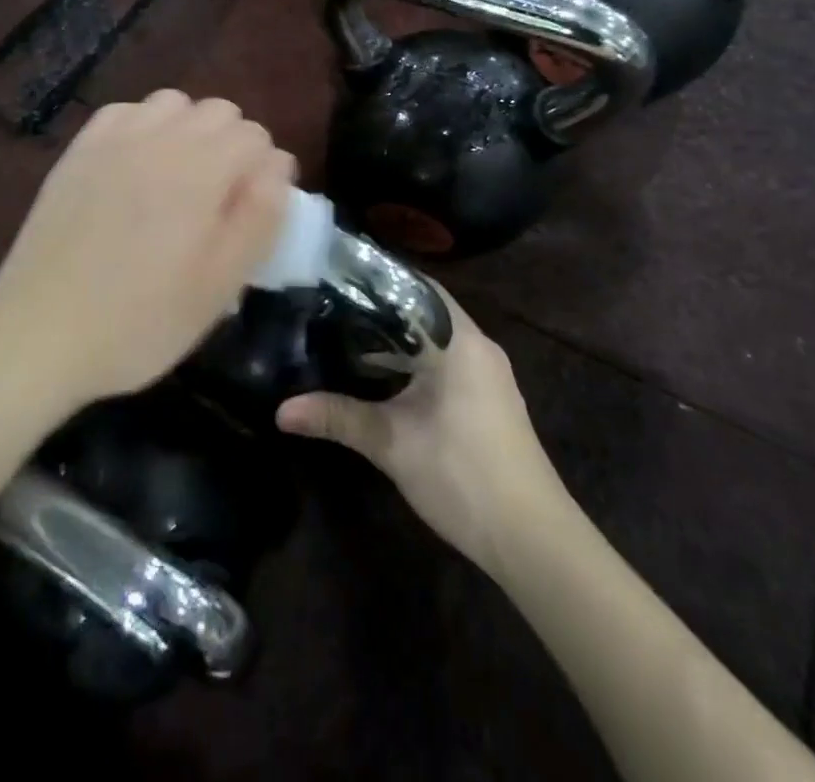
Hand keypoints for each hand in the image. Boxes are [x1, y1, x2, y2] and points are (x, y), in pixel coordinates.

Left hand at [0, 91, 294, 407]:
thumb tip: (278, 166)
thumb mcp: (219, 285)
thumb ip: (259, 217)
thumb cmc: (140, 321)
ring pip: (173, 103)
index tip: (250, 212)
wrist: (39, 333)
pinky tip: (135, 167)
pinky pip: (125, 112)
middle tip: (218, 200)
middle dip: (232, 146)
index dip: (264, 172)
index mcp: (201, 171)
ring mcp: (114, 140)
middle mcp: (160, 140)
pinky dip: (143, 127)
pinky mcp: (79, 150)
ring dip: (189, 131)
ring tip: (178, 179)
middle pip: (219, 110)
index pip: (256, 136)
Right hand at [277, 287, 567, 574]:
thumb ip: (337, 418)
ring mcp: (489, 373)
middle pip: (424, 310)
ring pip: (436, 338)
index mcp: (458, 339)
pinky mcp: (491, 398)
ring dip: (399, 338)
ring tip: (348, 335)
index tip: (335, 276)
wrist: (533, 538)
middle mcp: (478, 345)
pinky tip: (386, 376)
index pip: (414, 285)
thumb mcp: (391, 443)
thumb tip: (280, 411)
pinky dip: (417, 359)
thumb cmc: (462, 474)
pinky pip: (449, 360)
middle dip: (380, 309)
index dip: (375, 278)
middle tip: (332, 306)